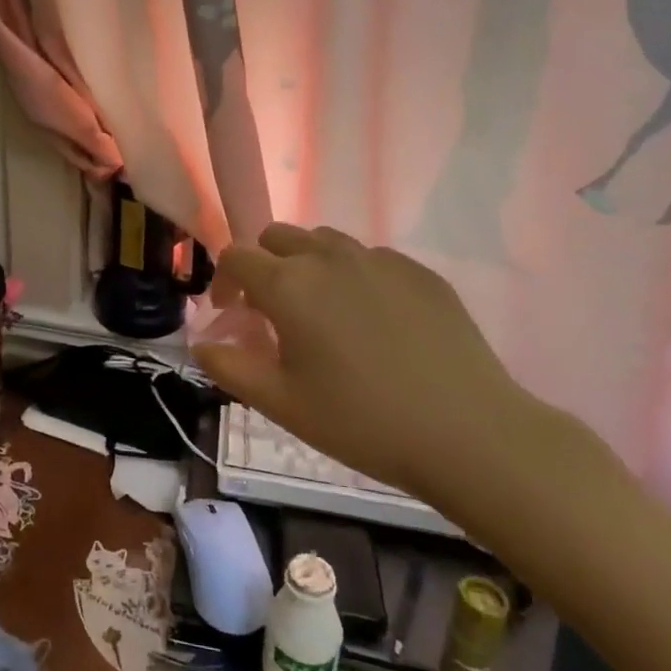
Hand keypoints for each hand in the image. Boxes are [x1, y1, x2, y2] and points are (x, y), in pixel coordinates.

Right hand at [192, 224, 553, 515]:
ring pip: (325, 242)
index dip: (224, 282)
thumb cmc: (362, 421)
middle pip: (278, 237)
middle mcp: (328, 258)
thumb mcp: (281, 404)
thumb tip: (201, 343)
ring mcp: (379, 260)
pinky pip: (370, 259)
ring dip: (309, 265)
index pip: (236, 256)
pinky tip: (374, 322)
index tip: (232, 316)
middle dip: (265, 265)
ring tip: (324, 313)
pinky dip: (355, 277)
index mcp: (288, 285)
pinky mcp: (420, 272)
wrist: (470, 434)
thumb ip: (229, 367)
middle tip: (275, 313)